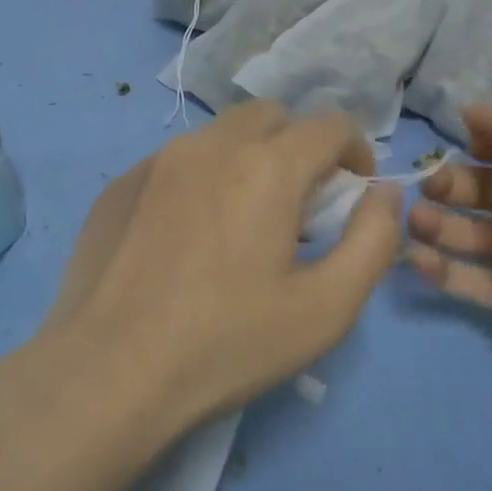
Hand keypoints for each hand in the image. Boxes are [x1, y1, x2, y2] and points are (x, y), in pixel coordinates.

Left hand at [37, 100, 402, 434]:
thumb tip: (384, 194)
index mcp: (267, 166)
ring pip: (220, 135)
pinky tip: (186, 237)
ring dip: (247, 159)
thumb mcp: (327, 308)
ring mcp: (156, 161)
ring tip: (241, 221)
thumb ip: (373, 241)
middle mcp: (210, 145)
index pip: (330, 125)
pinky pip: (175, 162)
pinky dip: (199, 180)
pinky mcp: (119, 185)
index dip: (356, 151)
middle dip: (299, 146)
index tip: (353, 192)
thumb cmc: (227, 344)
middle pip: (272, 116)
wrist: (108, 374)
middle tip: (299, 203)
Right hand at [405, 91, 491, 407]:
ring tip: (413, 222)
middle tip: (426, 189)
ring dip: (438, 224)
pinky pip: (473, 279)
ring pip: (473, 233)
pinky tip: (415, 260)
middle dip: (451, 183)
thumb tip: (471, 112)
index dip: (483, 136)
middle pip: (486, 187)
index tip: (457, 140)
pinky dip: (443, 270)